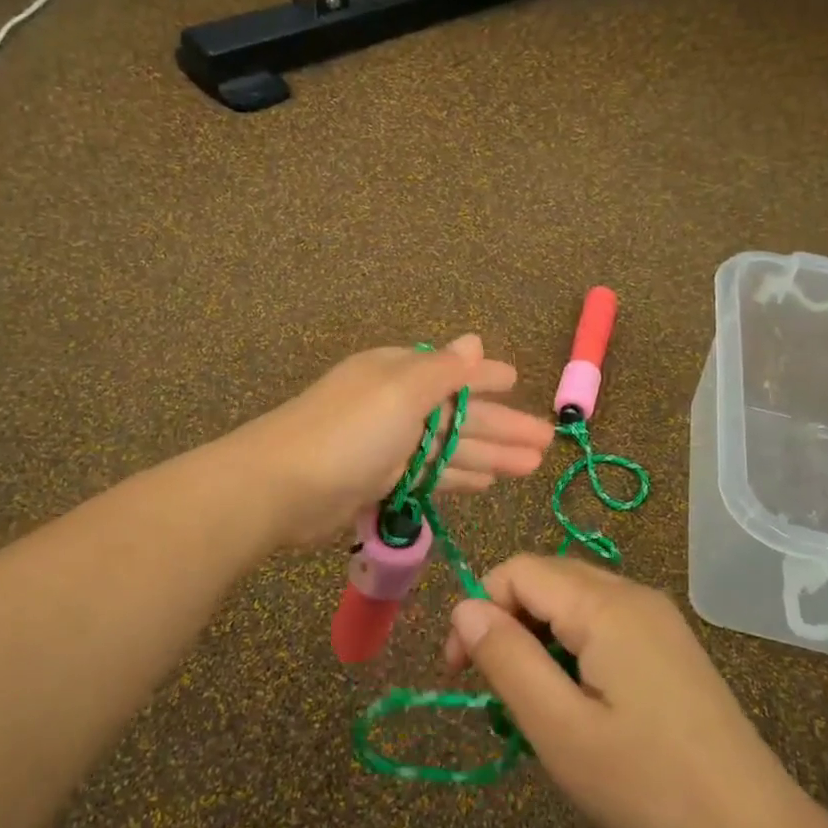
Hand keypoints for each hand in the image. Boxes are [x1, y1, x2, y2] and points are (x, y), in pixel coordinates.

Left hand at [244, 336, 554, 547]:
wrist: (280, 489)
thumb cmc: (349, 431)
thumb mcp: (402, 391)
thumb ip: (444, 370)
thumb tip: (475, 339)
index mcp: (398, 373)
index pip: (454, 372)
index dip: (489, 378)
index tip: (521, 382)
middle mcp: (395, 405)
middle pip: (460, 415)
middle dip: (503, 427)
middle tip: (547, 444)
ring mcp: (387, 445)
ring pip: (450, 448)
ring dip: (491, 455)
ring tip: (532, 466)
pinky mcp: (379, 481)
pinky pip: (430, 474)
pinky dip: (458, 476)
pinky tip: (487, 484)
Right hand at [444, 555, 797, 827]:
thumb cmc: (648, 784)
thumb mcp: (561, 731)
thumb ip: (508, 660)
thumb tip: (464, 606)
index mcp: (605, 606)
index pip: (518, 571)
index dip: (478, 609)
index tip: (460, 672)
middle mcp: (632, 594)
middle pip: (546, 578)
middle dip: (506, 620)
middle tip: (493, 688)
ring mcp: (657, 617)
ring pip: (574, 599)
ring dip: (538, 635)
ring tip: (533, 699)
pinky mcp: (669, 643)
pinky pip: (603, 621)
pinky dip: (572, 645)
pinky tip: (577, 698)